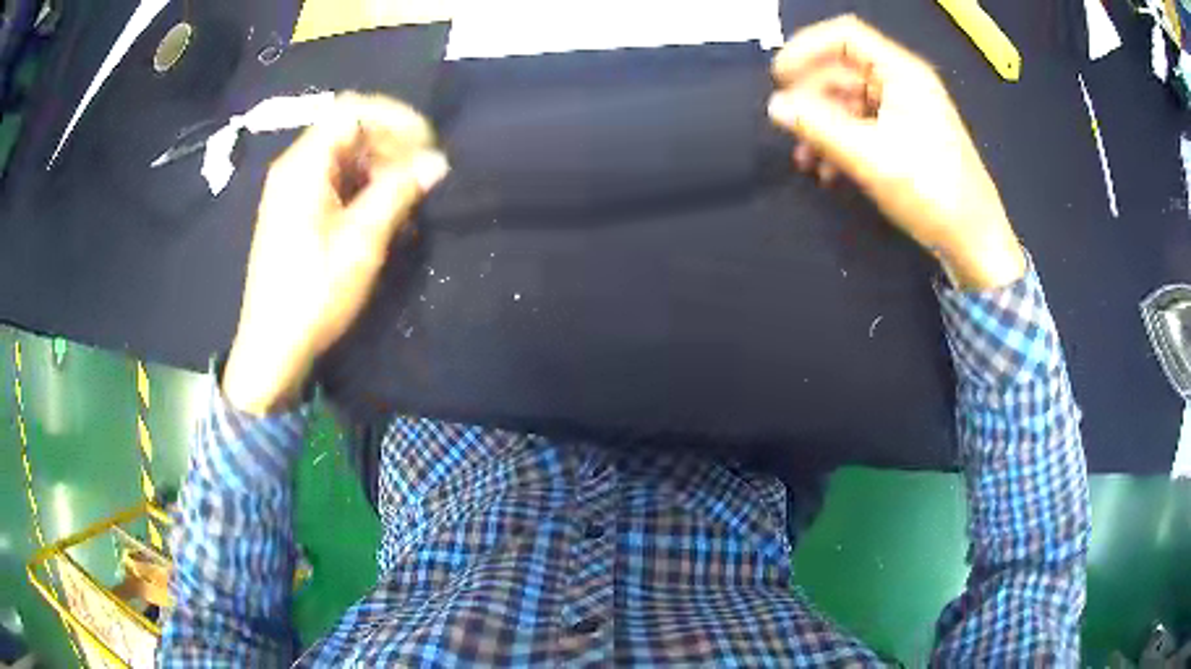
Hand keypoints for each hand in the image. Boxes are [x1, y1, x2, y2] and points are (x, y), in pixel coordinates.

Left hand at [222, 93, 448, 415]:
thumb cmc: (314, 292)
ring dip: (381, 167)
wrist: (273, 347)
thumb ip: (399, 192)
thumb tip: (436, 162)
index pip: (353, 111)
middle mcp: (295, 168)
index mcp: (304, 165)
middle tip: (422, 174)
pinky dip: (365, 187)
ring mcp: (293, 190)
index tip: (427, 144)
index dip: (395, 118)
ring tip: (409, 197)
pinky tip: (385, 213)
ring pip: (345, 156)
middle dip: (391, 144)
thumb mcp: (361, 242)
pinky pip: (336, 181)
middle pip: (349, 130)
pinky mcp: (297, 212)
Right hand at [767, 15, 1024, 290]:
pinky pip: (863, 125)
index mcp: (902, 73)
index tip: (778, 78)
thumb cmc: (930, 192)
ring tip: (804, 159)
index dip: (806, 49)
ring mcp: (906, 111)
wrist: (974, 241)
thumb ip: (818, 126)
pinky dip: (841, 141)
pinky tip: (827, 171)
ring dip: (822, 125)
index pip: (845, 36)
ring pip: (850, 101)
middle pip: (843, 70)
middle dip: (811, 96)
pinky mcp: (906, 137)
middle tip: (788, 126)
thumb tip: (774, 106)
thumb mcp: (870, 157)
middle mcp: (904, 83)